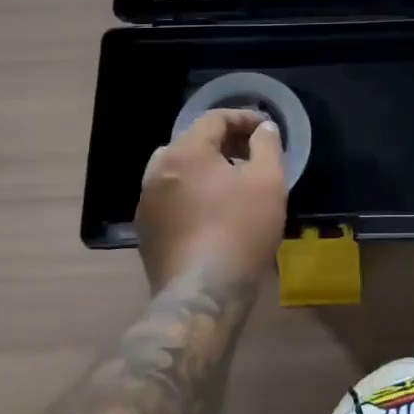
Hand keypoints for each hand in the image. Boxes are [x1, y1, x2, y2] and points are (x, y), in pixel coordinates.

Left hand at [136, 110, 286, 291]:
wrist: (203, 294)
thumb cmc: (240, 229)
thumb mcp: (268, 181)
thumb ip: (266, 145)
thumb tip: (262, 129)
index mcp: (185, 152)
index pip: (213, 118)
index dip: (243, 118)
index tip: (265, 129)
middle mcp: (157, 171)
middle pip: (192, 142)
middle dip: (223, 142)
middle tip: (251, 153)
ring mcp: (146, 203)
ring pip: (177, 171)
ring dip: (204, 169)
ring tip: (232, 183)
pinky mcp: (146, 233)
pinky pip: (170, 198)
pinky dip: (191, 194)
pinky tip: (212, 213)